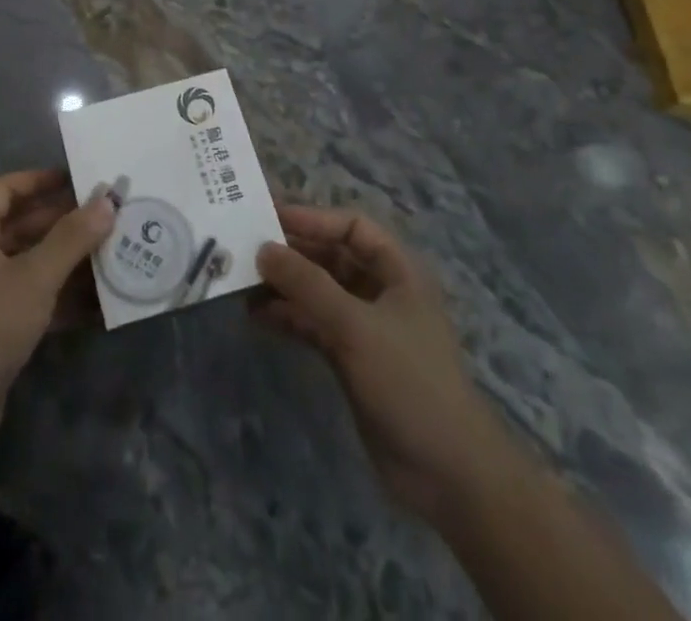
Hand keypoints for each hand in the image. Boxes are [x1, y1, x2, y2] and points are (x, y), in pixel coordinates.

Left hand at [0, 170, 115, 464]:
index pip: (8, 188)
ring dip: (68, 259)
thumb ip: (73, 237)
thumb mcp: (35, 277)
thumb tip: (108, 200)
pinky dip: (61, 294)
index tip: (83, 179)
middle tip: (110, 216)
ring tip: (113, 251)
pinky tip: (99, 299)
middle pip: (24, 224)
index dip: (43, 180)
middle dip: (65, 222)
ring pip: (32, 261)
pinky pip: (34, 295)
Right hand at [252, 205, 500, 518]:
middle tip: (245, 248)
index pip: (351, 226)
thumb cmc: (409, 381)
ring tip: (242, 284)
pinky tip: (257, 317)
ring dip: (284, 286)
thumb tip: (263, 249)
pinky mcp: (351, 359)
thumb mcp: (355, 326)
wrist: (447, 474)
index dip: (312, 218)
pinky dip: (288, 317)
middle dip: (291, 253)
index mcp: (397, 271)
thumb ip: (307, 284)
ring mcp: (365, 327)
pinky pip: (313, 324)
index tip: (268, 217)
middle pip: (330, 257)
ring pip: (318, 291)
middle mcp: (381, 291)